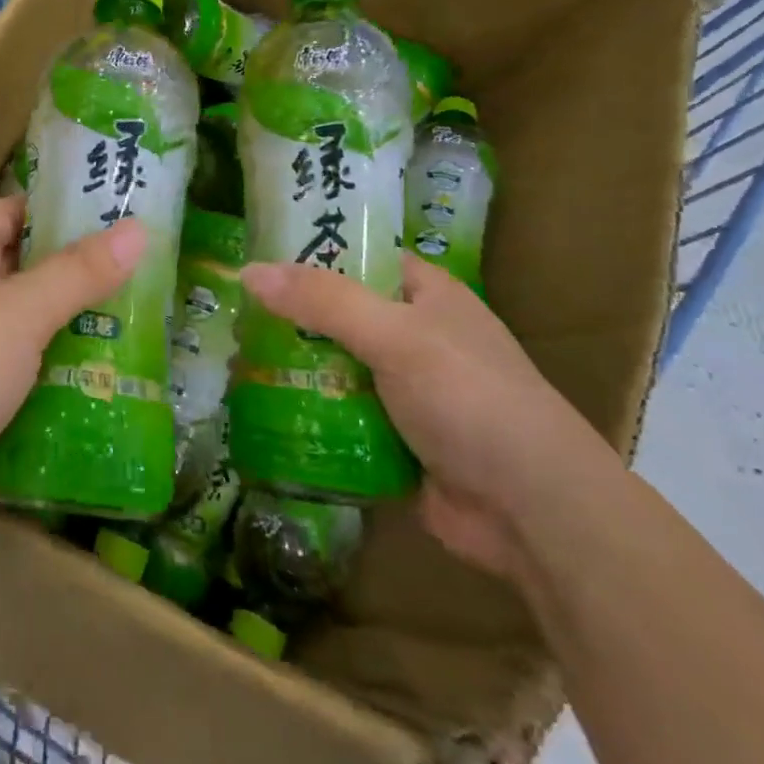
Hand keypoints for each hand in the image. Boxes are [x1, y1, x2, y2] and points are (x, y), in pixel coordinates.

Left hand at [0, 196, 144, 544]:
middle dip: (91, 280)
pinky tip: (116, 389)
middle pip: (35, 271)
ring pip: (35, 329)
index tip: (137, 220)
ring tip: (155, 336)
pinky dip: (61, 380)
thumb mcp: (15, 316)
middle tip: (161, 284)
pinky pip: (25, 376)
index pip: (26, 210)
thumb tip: (138, 228)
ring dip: (82, 334)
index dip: (76, 210)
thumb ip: (77, 272)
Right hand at [237, 253, 616, 580]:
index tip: (257, 257)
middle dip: (291, 318)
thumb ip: (322, 301)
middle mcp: (416, 337)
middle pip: (340, 315)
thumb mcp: (394, 335)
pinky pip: (340, 415)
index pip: (362, 258)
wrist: (532, 511)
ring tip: (232, 362)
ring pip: (336, 367)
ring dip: (294, 368)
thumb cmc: (469, 398)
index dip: (314, 253)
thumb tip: (248, 271)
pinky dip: (308, 412)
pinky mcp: (394, 439)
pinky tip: (259, 409)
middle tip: (231, 316)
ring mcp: (405, 391)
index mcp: (428, 295)